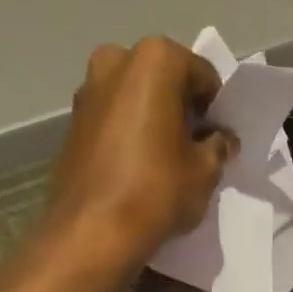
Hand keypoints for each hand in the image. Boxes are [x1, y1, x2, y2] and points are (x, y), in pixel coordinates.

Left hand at [44, 37, 235, 266]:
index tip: (218, 135)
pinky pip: (113, 116)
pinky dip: (129, 131)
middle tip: (194, 143)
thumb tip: (220, 139)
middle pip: (164, 79)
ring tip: (166, 156)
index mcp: (155, 60)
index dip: (215, 107)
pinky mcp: (72, 120)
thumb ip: (218, 145)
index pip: (203, 75)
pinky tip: (138, 165)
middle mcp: (116, 61)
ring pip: (135, 96)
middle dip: (181, 105)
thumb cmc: (158, 190)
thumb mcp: (206, 170)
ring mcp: (88, 88)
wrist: (93, 230)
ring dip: (154, 117)